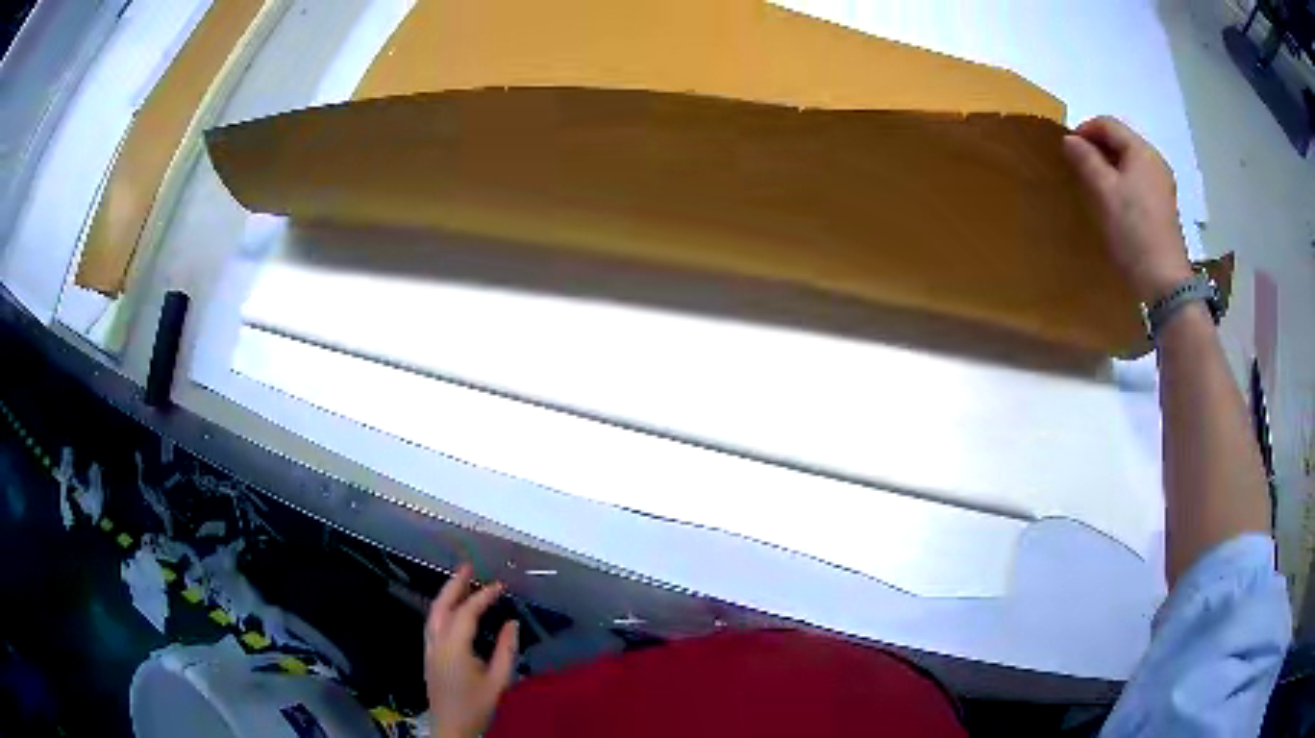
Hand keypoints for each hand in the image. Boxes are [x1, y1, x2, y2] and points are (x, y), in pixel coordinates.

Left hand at [425, 563, 518, 737]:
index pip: (467, 613)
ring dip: (446, 595)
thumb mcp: (499, 681)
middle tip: (469, 566)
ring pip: (433, 613)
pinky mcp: (428, 655)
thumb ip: (506, 651)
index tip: (500, 585)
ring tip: (462, 582)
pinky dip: (442, 609)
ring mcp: (429, 648)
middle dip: (454, 584)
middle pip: (441, 606)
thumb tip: (512, 623)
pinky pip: (432, 623)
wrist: (451, 727)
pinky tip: (453, 609)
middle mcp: (436, 642)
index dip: (483, 596)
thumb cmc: (476, 706)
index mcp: (454, 647)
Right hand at [1062, 116, 1192, 303]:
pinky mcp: (1164, 207)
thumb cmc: (1133, 231)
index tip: (1067, 151)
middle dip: (1097, 148)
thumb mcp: (1103, 192)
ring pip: (1129, 162)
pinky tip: (1114, 204)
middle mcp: (1155, 162)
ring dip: (1109, 167)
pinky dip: (1122, 183)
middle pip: (1121, 141)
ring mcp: (1162, 186)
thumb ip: (1086, 160)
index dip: (1084, 131)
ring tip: (1094, 186)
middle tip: (1078, 168)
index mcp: (1141, 151)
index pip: (1107, 124)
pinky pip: (1138, 181)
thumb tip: (1070, 140)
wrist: (1164, 282)